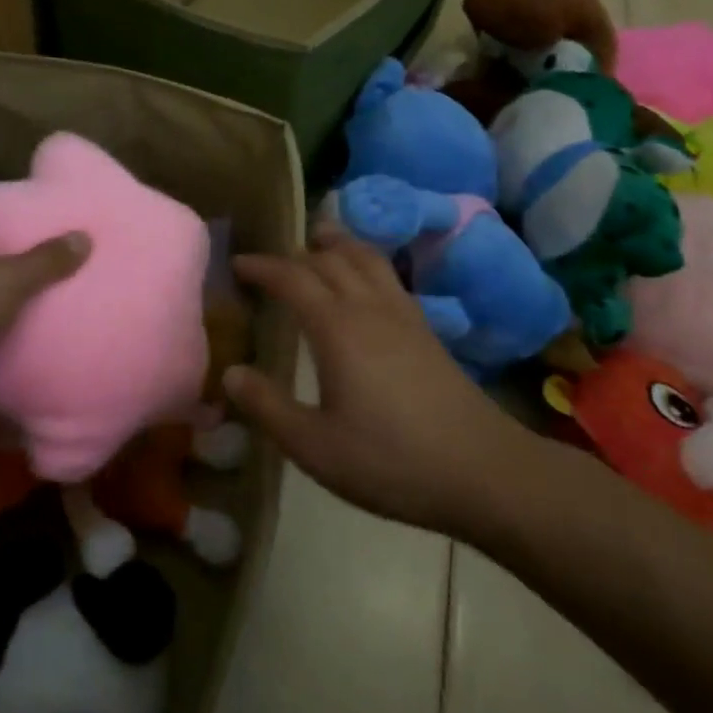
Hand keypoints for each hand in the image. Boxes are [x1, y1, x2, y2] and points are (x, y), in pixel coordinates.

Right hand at [222, 223, 530, 538]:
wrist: (482, 470)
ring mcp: (404, 315)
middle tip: (270, 261)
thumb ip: (268, 406)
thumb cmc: (391, 461)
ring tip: (319, 242)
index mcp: (337, 328)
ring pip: (367, 258)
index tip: (236, 263)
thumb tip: (230, 372)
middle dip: (296, 252)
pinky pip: (388, 276)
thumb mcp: (315, 446)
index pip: (292, 278)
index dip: (262, 266)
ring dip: (338, 244)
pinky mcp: (427, 330)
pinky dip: (365, 263)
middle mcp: (370, 308)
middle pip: (331, 258)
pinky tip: (365, 284)